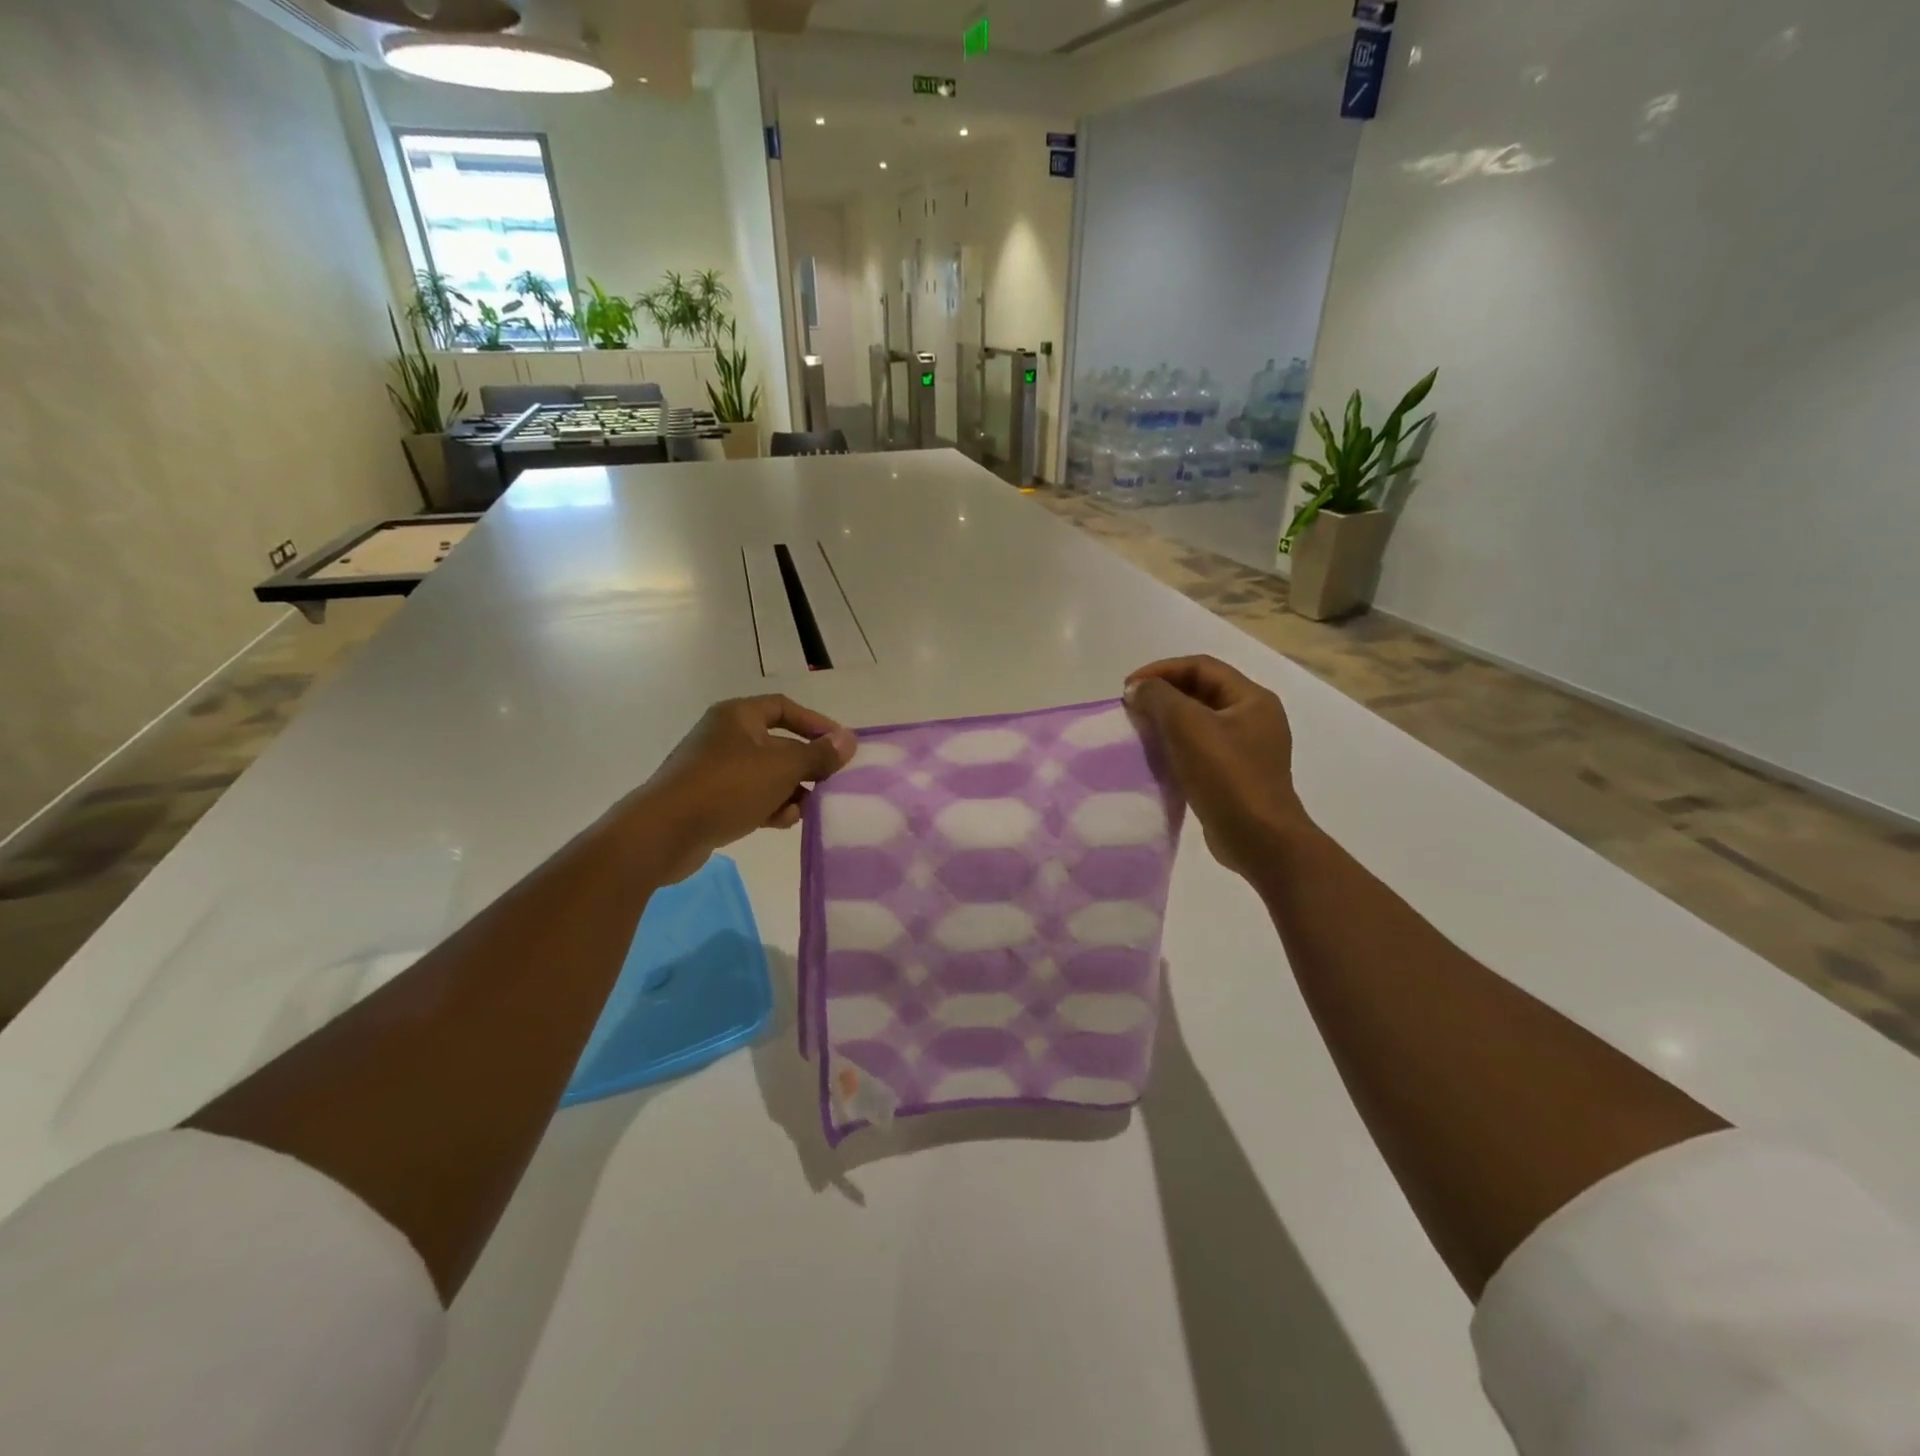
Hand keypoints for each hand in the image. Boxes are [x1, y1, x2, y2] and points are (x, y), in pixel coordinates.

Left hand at [631, 696, 856, 882]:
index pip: (784, 708)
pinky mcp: (708, 801)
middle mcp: (724, 737)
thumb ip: (818, 754)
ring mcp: (713, 770)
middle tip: (830, 783)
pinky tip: (782, 822)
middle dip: (805, 765)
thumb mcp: (782, 768)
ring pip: (765, 775)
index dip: (815, 724)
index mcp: (738, 717)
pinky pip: (749, 797)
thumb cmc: (727, 787)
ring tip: (806, 809)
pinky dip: (768, 807)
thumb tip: (849, 740)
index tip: (839, 746)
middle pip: (778, 744)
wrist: (664, 832)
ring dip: (790, 791)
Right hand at [1124, 656, 1308, 877]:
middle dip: (1163, 695)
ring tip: (1138, 730)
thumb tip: (1138, 689)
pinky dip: (1177, 746)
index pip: (1201, 666)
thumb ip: (1160, 698)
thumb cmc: (1227, 777)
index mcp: (1252, 699)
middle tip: (1131, 707)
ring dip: (1168, 720)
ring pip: (1200, 721)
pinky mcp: (1237, 775)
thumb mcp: (1188, 727)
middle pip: (1201, 691)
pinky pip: (1201, 748)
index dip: (1161, 670)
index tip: (1128, 687)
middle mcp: (1254, 718)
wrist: (1259, 840)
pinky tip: (1156, 757)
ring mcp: (1247, 749)